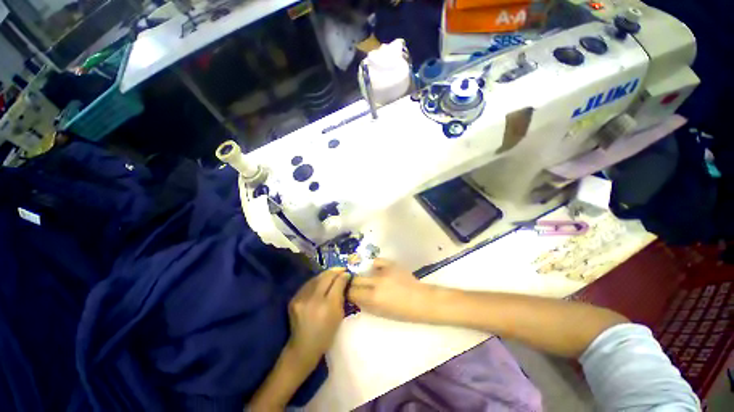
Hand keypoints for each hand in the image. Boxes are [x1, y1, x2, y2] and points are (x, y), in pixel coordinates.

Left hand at [287, 268, 347, 366]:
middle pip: (326, 277)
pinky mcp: (294, 299)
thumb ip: (341, 295)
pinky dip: (316, 281)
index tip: (348, 273)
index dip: (343, 275)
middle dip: (335, 271)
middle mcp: (313, 299)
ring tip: (333, 273)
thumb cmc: (326, 334)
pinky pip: (308, 284)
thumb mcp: (339, 315)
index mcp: (328, 306)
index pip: (337, 282)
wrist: (303, 347)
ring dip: (326, 274)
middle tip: (342, 270)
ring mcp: (301, 298)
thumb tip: (345, 278)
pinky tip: (321, 281)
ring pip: (316, 278)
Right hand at [348, 259, 435, 321]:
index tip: (350, 294)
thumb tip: (355, 298)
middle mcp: (376, 283)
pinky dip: (375, 266)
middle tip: (358, 287)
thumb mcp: (381, 313)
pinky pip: (377, 262)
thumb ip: (366, 305)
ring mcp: (384, 271)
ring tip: (369, 279)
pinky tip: (378, 271)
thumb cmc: (402, 312)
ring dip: (364, 276)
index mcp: (373, 298)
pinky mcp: (391, 264)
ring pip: (364, 270)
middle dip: (354, 284)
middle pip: (355, 279)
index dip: (349, 293)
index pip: (352, 292)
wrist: (421, 300)